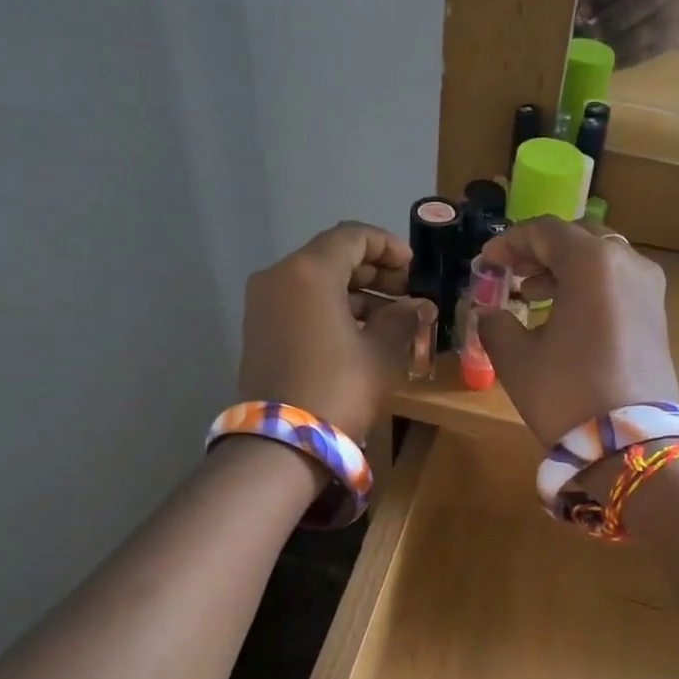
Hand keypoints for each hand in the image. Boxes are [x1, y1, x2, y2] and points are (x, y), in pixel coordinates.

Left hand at [239, 222, 432, 441]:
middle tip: (406, 294)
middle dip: (373, 271)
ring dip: (354, 292)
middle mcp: (279, 276)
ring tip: (390, 317)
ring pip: (315, 280)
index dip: (388, 247)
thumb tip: (420, 305)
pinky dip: (331, 308)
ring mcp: (263, 303)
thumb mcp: (380, 351)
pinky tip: (361, 332)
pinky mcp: (259, 328)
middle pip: (331, 255)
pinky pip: (300, 302)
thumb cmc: (339, 388)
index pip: (353, 236)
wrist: (283, 443)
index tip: (414, 269)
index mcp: (309, 271)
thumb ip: (402, 318)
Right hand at [476, 217, 678, 445]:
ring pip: (601, 261)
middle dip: (540, 252)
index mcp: (592, 262)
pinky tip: (566, 317)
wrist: (632, 444)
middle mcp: (628, 263)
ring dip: (565, 270)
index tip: (487, 261)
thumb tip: (491, 313)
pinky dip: (589, 288)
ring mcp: (650, 289)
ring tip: (533, 296)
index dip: (511, 242)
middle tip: (511, 273)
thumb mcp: (517, 359)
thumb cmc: (568, 393)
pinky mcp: (658, 315)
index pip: (546, 231)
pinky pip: (618, 284)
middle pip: (578, 239)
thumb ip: (496, 323)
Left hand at [583, 0, 678, 68]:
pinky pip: (649, 50)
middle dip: (609, 20)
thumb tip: (586, 7)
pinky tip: (608, 62)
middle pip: (640, 1)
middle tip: (586, 32)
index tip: (584, 9)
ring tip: (592, 50)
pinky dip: (627, 58)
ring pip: (644, 30)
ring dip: (615, 43)